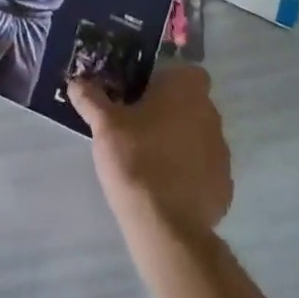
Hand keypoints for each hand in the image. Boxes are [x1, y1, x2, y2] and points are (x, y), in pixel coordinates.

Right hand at [69, 64, 232, 237]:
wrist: (165, 226)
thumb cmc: (135, 158)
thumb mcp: (103, 124)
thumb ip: (90, 98)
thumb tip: (75, 81)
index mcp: (186, 90)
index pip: (185, 71)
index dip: (165, 79)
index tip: (143, 92)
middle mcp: (211, 114)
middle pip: (191, 103)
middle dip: (169, 110)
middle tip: (138, 123)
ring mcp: (221, 152)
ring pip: (198, 135)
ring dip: (180, 140)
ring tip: (150, 156)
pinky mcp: (223, 186)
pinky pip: (204, 169)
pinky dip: (189, 173)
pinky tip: (165, 186)